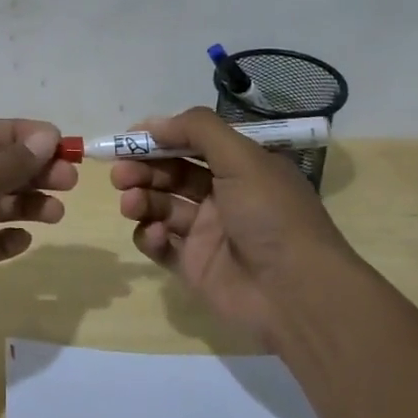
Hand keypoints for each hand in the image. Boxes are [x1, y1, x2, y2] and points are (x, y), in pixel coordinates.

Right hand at [113, 107, 356, 345]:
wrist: (295, 293)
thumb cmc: (271, 215)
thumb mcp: (243, 158)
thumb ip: (198, 130)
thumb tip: (154, 123)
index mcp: (242, 167)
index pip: (193, 144)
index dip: (161, 138)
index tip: (129, 138)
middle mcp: (224, 196)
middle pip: (172, 174)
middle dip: (143, 169)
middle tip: (121, 173)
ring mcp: (208, 232)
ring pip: (162, 206)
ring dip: (141, 199)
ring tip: (131, 202)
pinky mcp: (194, 266)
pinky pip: (161, 244)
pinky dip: (150, 236)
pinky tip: (155, 235)